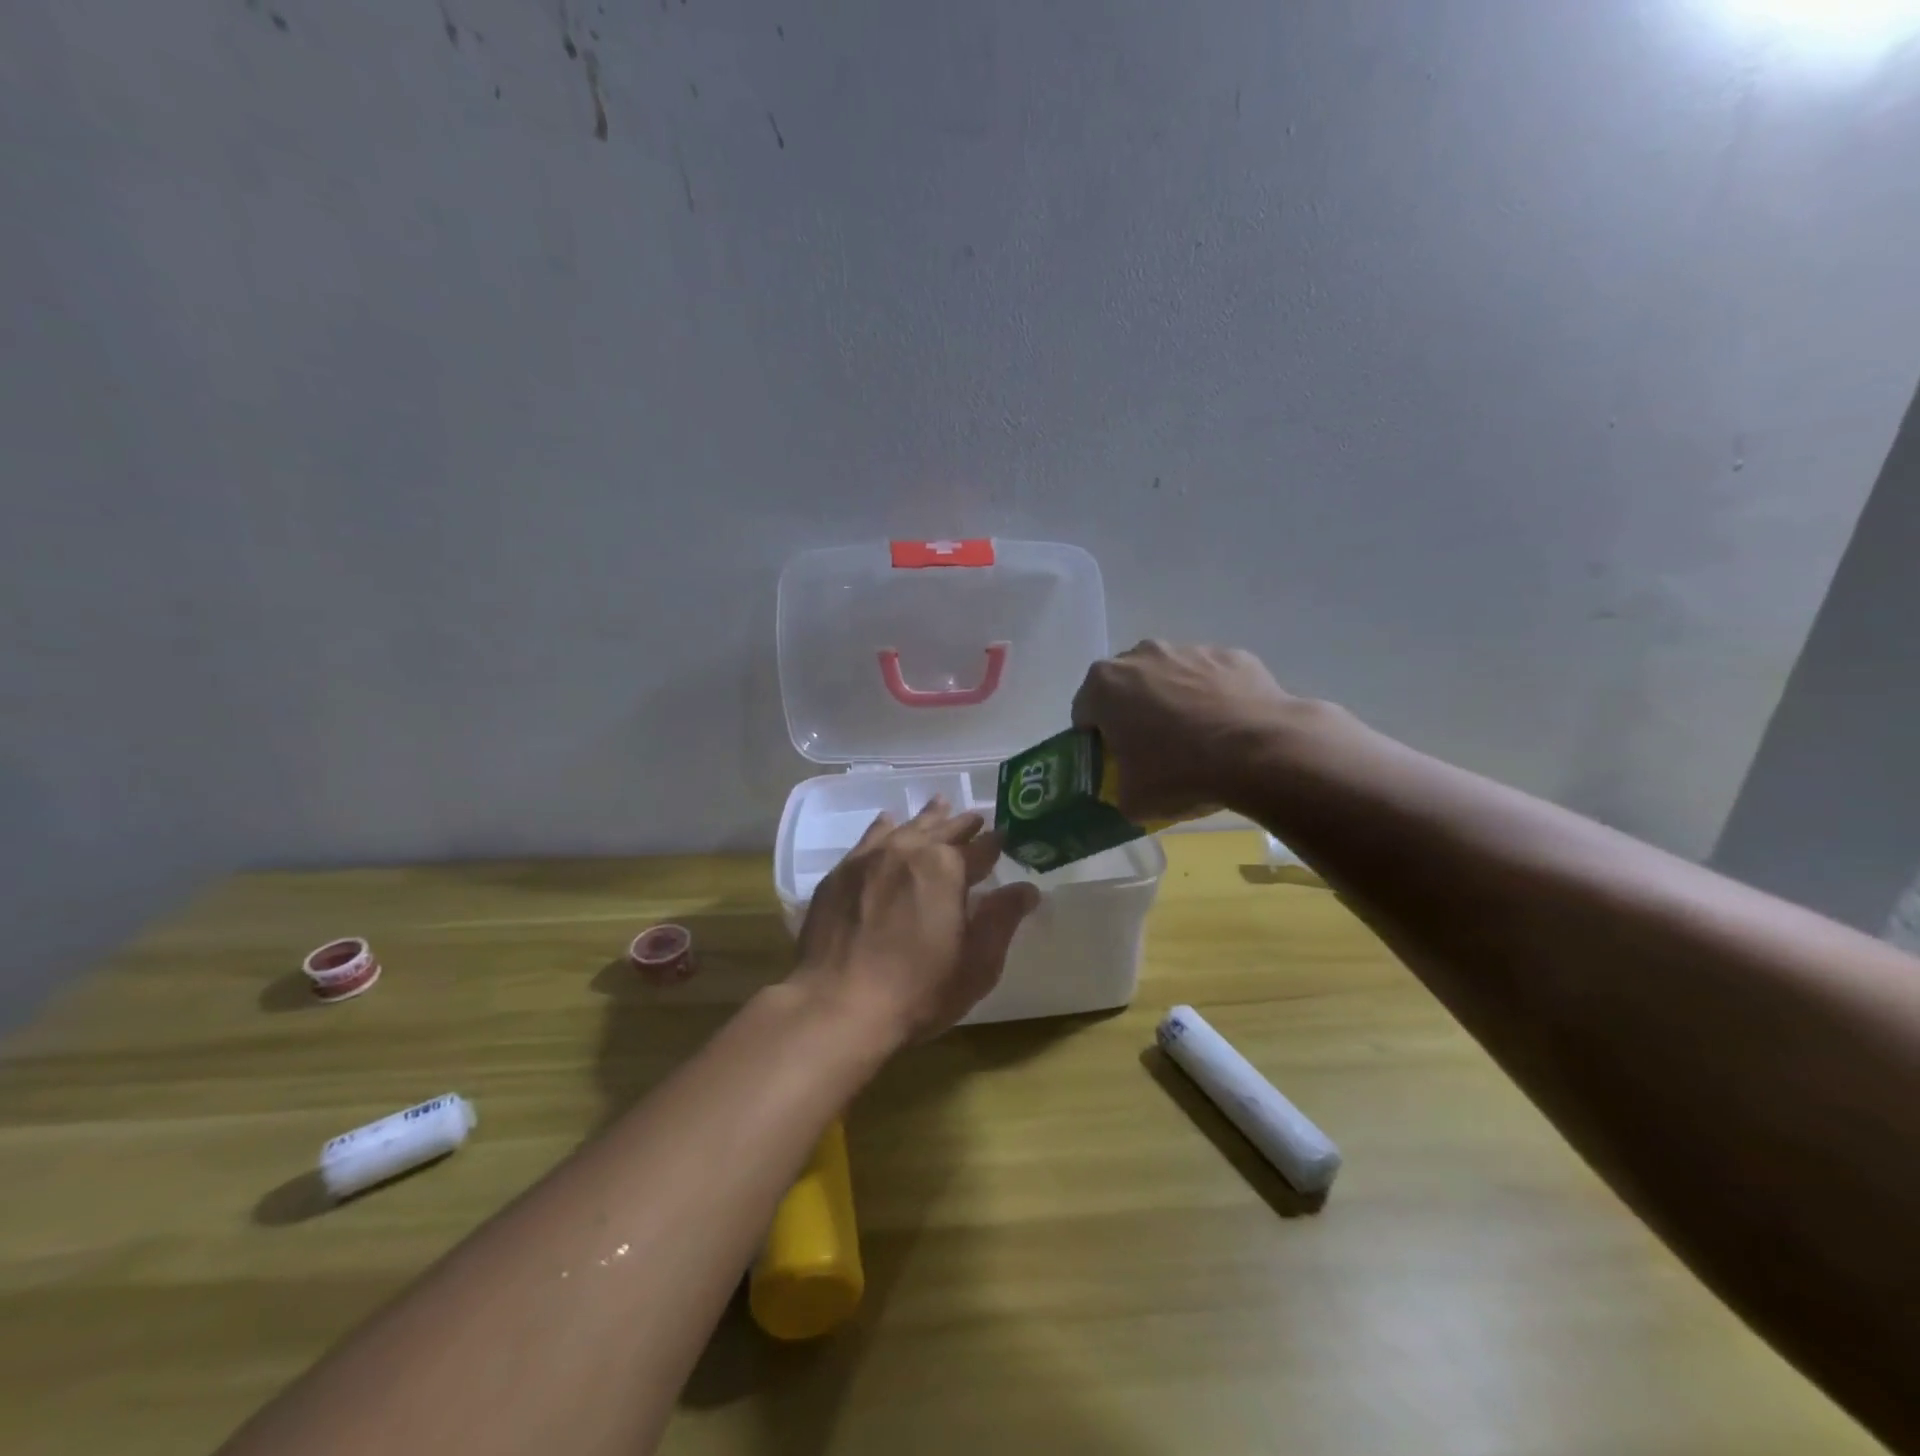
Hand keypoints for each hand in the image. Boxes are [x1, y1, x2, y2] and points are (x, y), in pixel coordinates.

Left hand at [789, 798, 1040, 1049]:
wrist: (836, 1006)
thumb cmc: (917, 991)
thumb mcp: (976, 964)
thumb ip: (1002, 919)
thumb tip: (1027, 889)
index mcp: (947, 868)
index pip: (981, 849)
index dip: (995, 843)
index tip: (1004, 836)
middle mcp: (908, 850)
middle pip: (942, 829)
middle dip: (962, 824)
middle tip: (975, 817)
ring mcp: (869, 858)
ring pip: (906, 827)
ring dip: (926, 818)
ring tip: (939, 805)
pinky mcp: (840, 873)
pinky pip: (869, 839)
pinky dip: (885, 828)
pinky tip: (887, 823)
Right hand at [1071, 641, 1297, 819]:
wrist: (1260, 751)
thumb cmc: (1179, 772)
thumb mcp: (1132, 800)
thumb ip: (1118, 788)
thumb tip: (1127, 787)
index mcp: (1105, 685)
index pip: (1084, 712)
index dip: (1096, 740)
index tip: (1114, 761)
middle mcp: (1142, 655)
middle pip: (1126, 687)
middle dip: (1133, 712)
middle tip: (1152, 750)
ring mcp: (1189, 650)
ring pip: (1169, 677)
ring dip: (1173, 701)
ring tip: (1197, 740)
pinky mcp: (1230, 655)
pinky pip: (1210, 678)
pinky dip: (1212, 697)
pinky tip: (1228, 728)